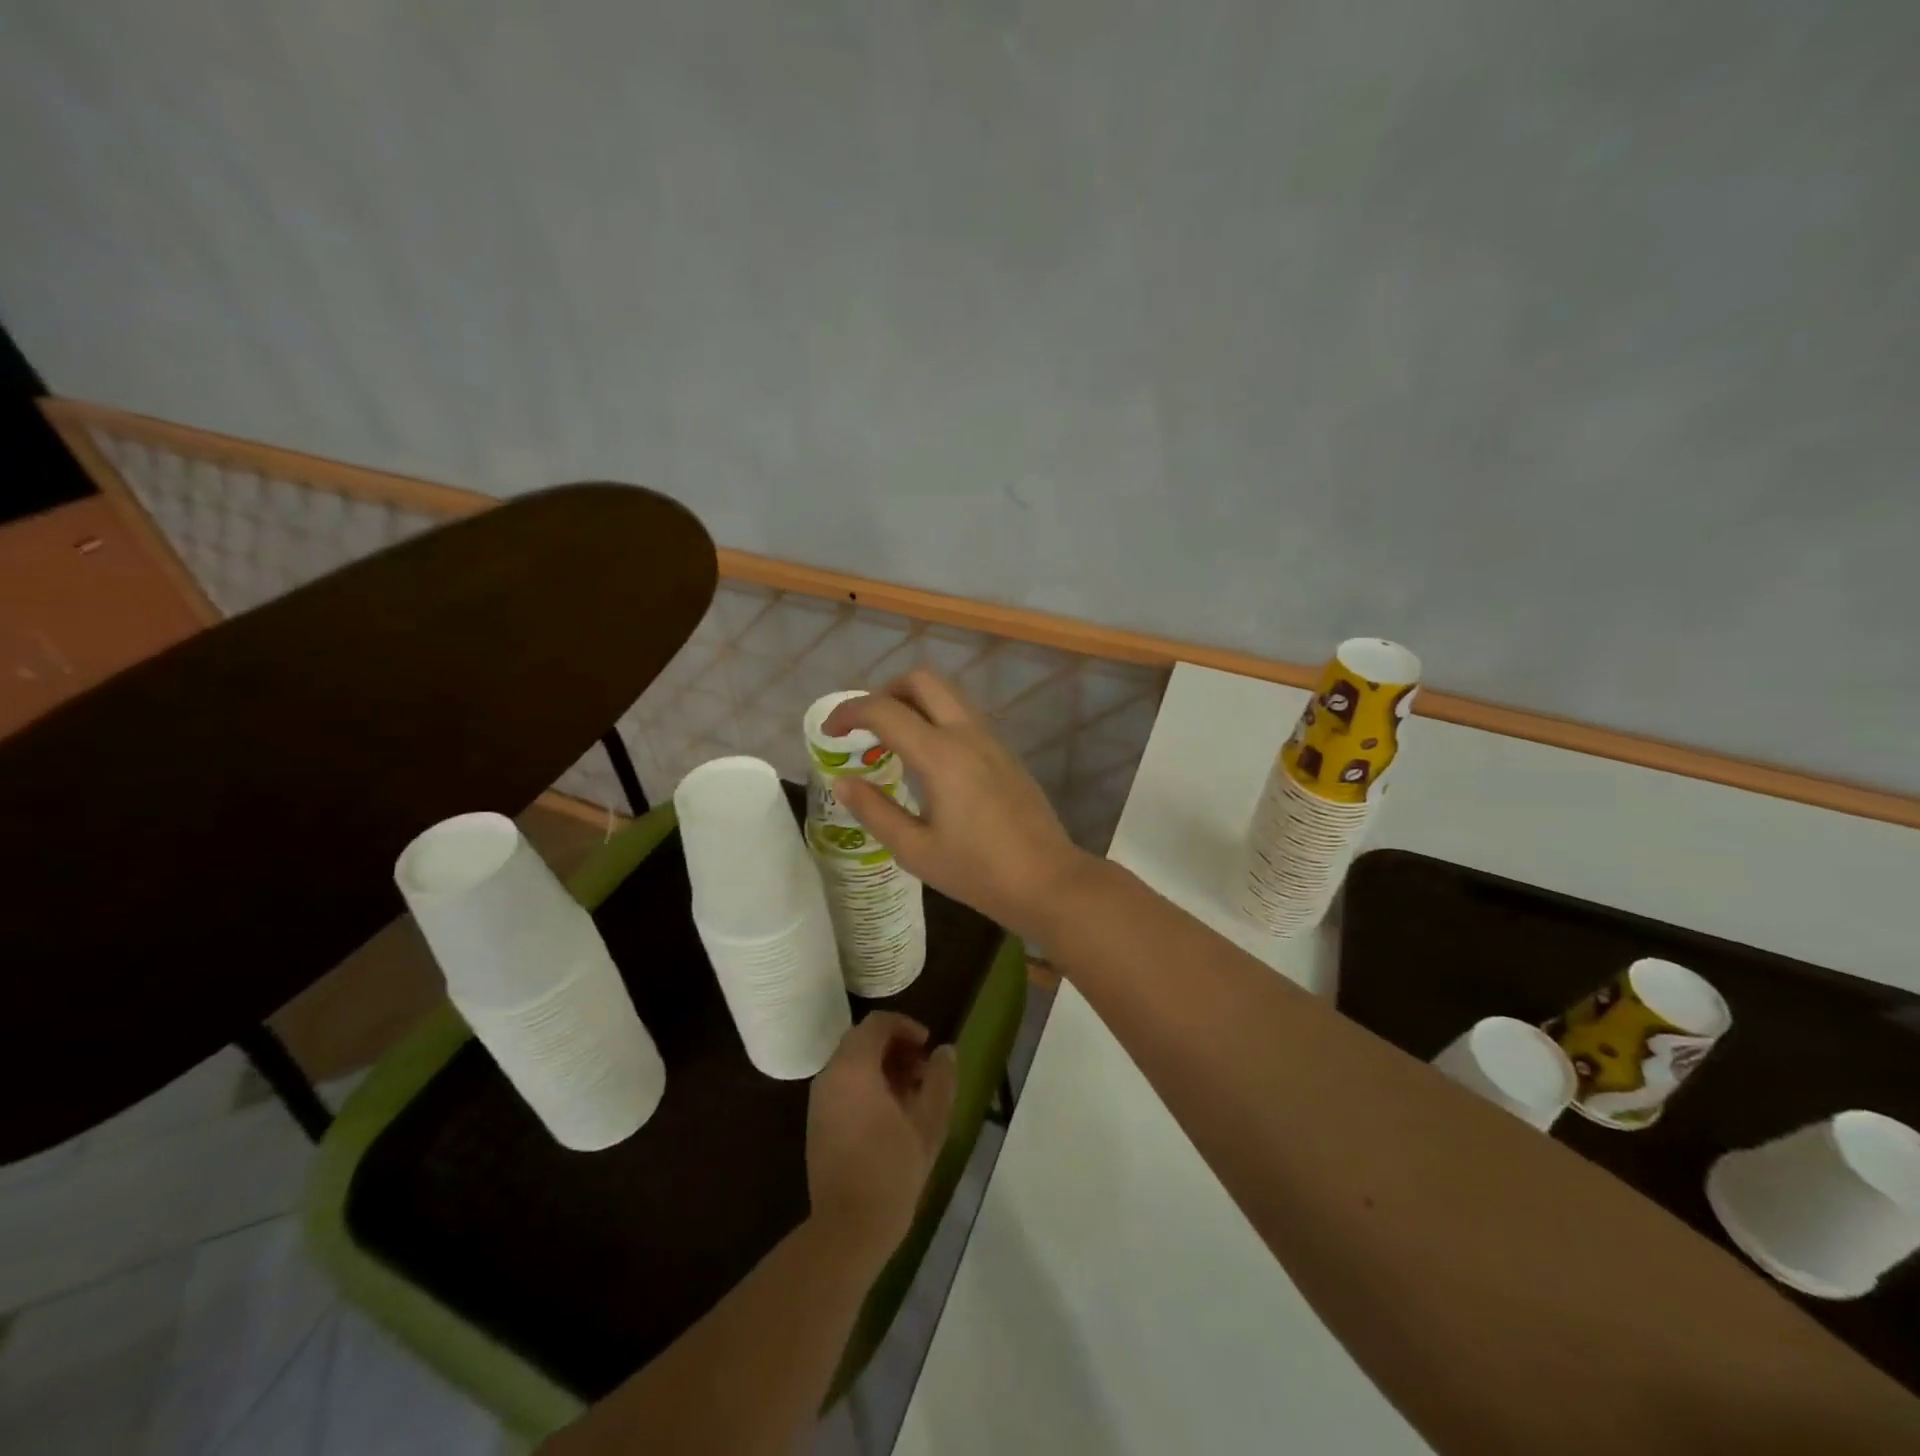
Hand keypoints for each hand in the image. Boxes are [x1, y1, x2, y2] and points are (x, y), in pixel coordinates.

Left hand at [806, 1012, 956, 1260]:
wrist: (847, 1228)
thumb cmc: (892, 1169)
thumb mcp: (929, 1122)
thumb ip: (939, 1079)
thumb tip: (945, 1051)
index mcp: (854, 1067)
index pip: (877, 1024)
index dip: (906, 1027)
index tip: (929, 1046)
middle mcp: (830, 1075)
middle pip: (862, 1041)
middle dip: (896, 1048)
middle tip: (923, 1071)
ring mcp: (819, 1101)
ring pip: (852, 1065)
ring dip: (882, 1068)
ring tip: (912, 1094)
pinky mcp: (816, 1124)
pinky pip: (843, 1087)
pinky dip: (867, 1086)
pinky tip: (891, 1116)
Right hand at [824, 671, 1090, 939]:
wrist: (1047, 881)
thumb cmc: (977, 872)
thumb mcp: (915, 850)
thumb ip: (874, 811)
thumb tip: (842, 781)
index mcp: (941, 755)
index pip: (884, 710)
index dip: (848, 713)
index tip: (830, 732)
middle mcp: (967, 734)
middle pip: (922, 680)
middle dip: (885, 691)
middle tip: (865, 727)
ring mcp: (991, 740)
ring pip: (947, 695)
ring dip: (913, 703)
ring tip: (892, 743)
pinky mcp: (1005, 753)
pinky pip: (964, 716)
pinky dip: (936, 719)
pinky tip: (928, 761)